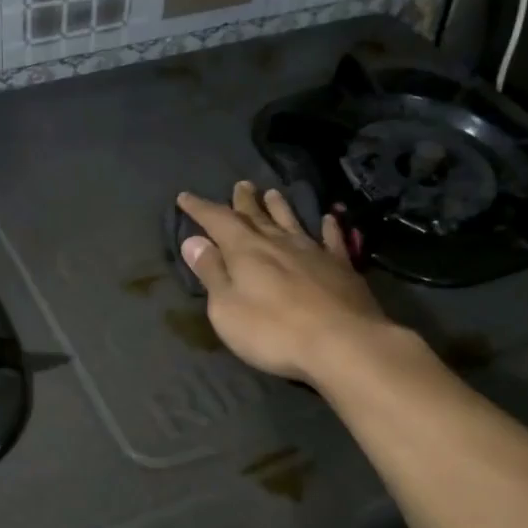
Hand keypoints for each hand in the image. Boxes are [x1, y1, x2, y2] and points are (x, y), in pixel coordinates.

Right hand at [176, 182, 391, 384]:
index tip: (185, 197)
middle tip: (240, 184)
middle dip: (244, 201)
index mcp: (246, 251)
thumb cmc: (273, 331)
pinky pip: (332, 240)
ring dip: (280, 207)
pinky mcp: (342, 268)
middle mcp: (279, 243)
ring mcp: (313, 253)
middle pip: (256, 216)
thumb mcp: (227, 308)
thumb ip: (211, 273)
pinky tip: (329, 219)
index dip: (200, 208)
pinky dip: (328, 227)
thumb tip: (192, 241)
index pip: (218, 221)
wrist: (342, 343)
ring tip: (273, 192)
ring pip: (292, 222)